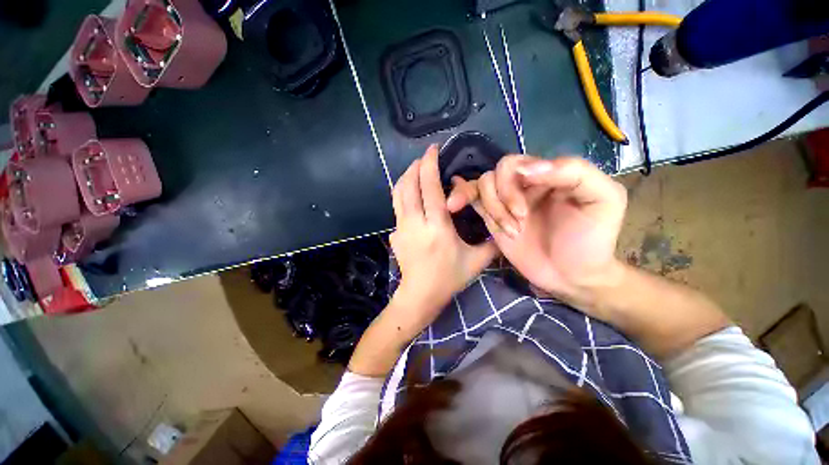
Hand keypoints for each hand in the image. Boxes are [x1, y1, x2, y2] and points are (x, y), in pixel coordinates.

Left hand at [389, 144, 497, 332]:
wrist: (420, 294)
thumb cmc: (449, 278)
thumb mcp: (477, 261)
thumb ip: (492, 242)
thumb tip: (503, 227)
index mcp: (437, 226)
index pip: (429, 187)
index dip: (429, 165)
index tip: (433, 150)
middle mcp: (415, 222)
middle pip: (409, 185)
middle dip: (415, 166)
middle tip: (424, 158)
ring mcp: (400, 228)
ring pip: (398, 194)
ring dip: (406, 177)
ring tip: (415, 170)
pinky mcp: (394, 233)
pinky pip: (397, 206)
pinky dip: (403, 193)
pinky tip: (411, 194)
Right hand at [446, 155, 626, 307]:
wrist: (572, 275)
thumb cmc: (591, 239)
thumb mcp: (603, 198)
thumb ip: (574, 171)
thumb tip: (526, 169)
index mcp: (548, 173)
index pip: (518, 163)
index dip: (514, 184)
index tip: (522, 211)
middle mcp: (523, 183)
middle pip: (496, 173)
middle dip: (503, 198)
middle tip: (519, 222)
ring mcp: (505, 201)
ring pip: (482, 186)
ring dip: (492, 208)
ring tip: (510, 232)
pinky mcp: (492, 218)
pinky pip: (473, 200)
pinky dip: (462, 197)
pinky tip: (454, 203)